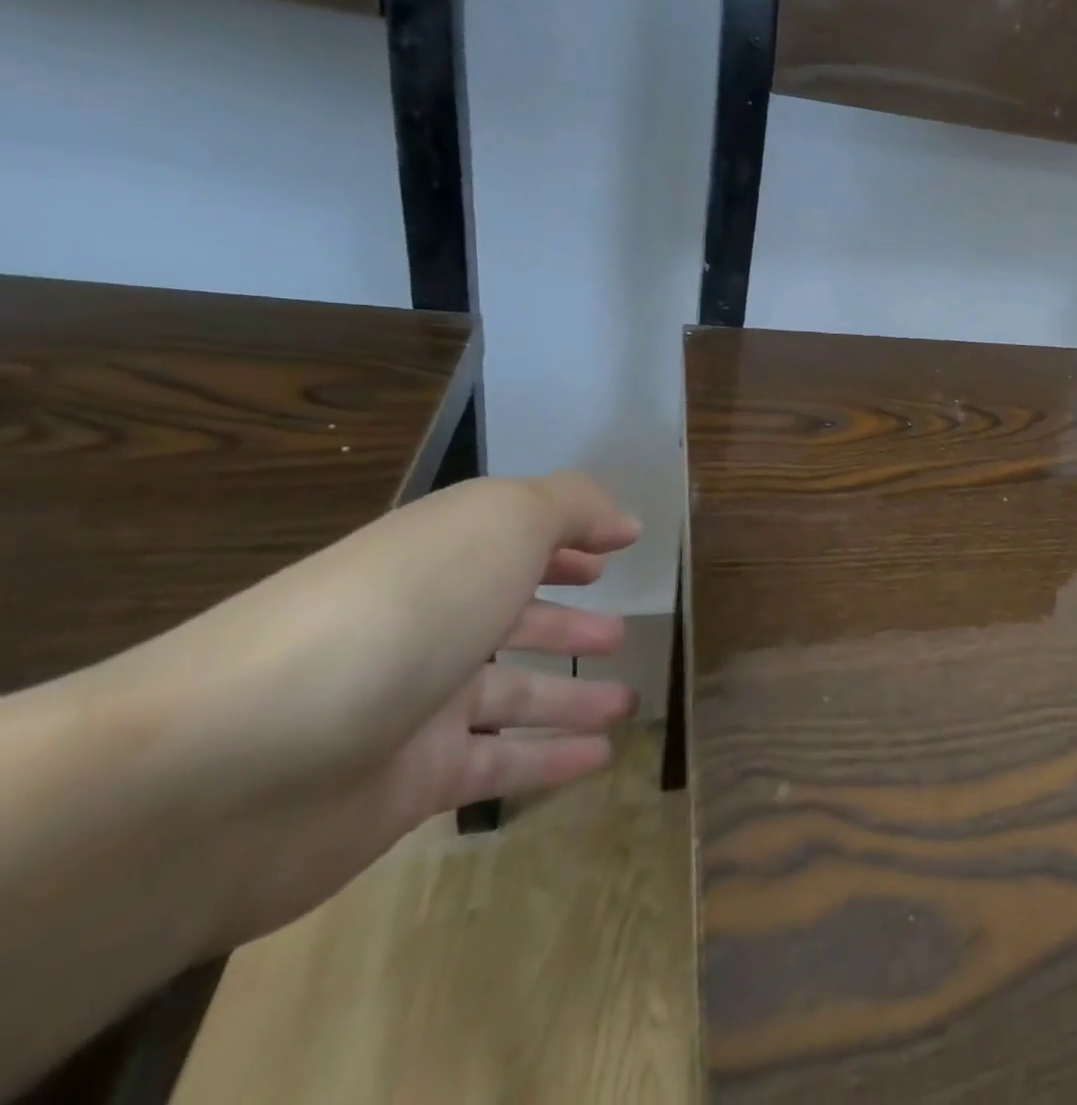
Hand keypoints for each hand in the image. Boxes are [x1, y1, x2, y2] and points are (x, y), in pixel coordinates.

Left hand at [112, 473, 642, 948]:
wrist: (232, 766)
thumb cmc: (397, 612)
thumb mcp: (499, 524)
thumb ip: (570, 507)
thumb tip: (622, 522)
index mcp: (439, 560)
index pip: (510, 542)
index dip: (565, 543)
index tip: (616, 551)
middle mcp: (425, 627)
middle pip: (509, 620)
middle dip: (567, 623)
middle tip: (618, 634)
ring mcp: (413, 709)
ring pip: (511, 696)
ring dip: (573, 696)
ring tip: (627, 702)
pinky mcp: (407, 786)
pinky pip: (497, 764)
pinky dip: (550, 760)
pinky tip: (598, 758)